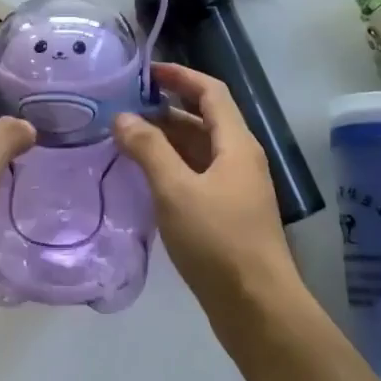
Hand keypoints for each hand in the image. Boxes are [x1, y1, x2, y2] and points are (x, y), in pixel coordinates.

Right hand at [114, 63, 299, 312]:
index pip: (211, 91)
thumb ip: (149, 150)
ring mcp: (236, 188)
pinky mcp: (228, 215)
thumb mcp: (176, 190)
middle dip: (167, 108)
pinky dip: (173, 168)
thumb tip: (123, 117)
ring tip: (127, 139)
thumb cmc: (218, 241)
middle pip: (204, 119)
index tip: (147, 72)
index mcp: (236, 144)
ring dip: (168, 140)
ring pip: (200, 150)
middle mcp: (240, 159)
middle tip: (126, 108)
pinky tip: (146, 178)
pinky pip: (198, 176)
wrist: (257, 308)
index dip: (181, 76)